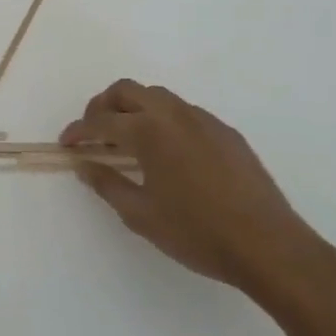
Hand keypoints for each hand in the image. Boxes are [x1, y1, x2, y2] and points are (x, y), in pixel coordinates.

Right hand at [61, 80, 330, 308]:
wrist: (268, 245)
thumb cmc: (197, 232)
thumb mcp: (141, 215)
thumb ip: (107, 184)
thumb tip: (84, 165)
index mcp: (149, 131)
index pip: (101, 121)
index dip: (78, 131)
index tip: (67, 143)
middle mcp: (174, 114)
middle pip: (127, 90)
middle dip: (102, 106)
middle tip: (93, 133)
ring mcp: (204, 119)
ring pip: (158, 96)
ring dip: (134, 109)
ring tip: (127, 140)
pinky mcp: (226, 132)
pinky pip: (184, 112)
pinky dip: (163, 120)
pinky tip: (167, 152)